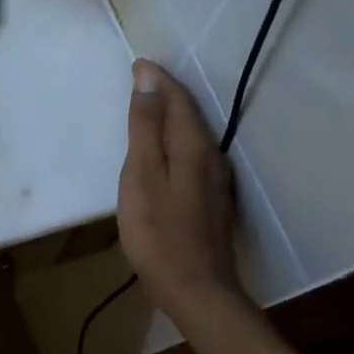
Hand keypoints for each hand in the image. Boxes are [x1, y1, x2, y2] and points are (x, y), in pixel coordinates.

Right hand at [118, 60, 241, 317]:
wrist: (196, 290)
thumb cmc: (158, 232)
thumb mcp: (141, 175)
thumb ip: (145, 127)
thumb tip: (148, 80)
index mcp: (193, 146)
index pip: (177, 99)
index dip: (158, 80)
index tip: (138, 63)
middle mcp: (211, 157)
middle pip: (189, 114)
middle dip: (166, 94)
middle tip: (140, 81)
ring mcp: (215, 181)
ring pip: (192, 135)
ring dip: (170, 117)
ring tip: (146, 109)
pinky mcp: (211, 201)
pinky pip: (192, 155)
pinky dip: (174, 141)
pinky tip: (162, 152)